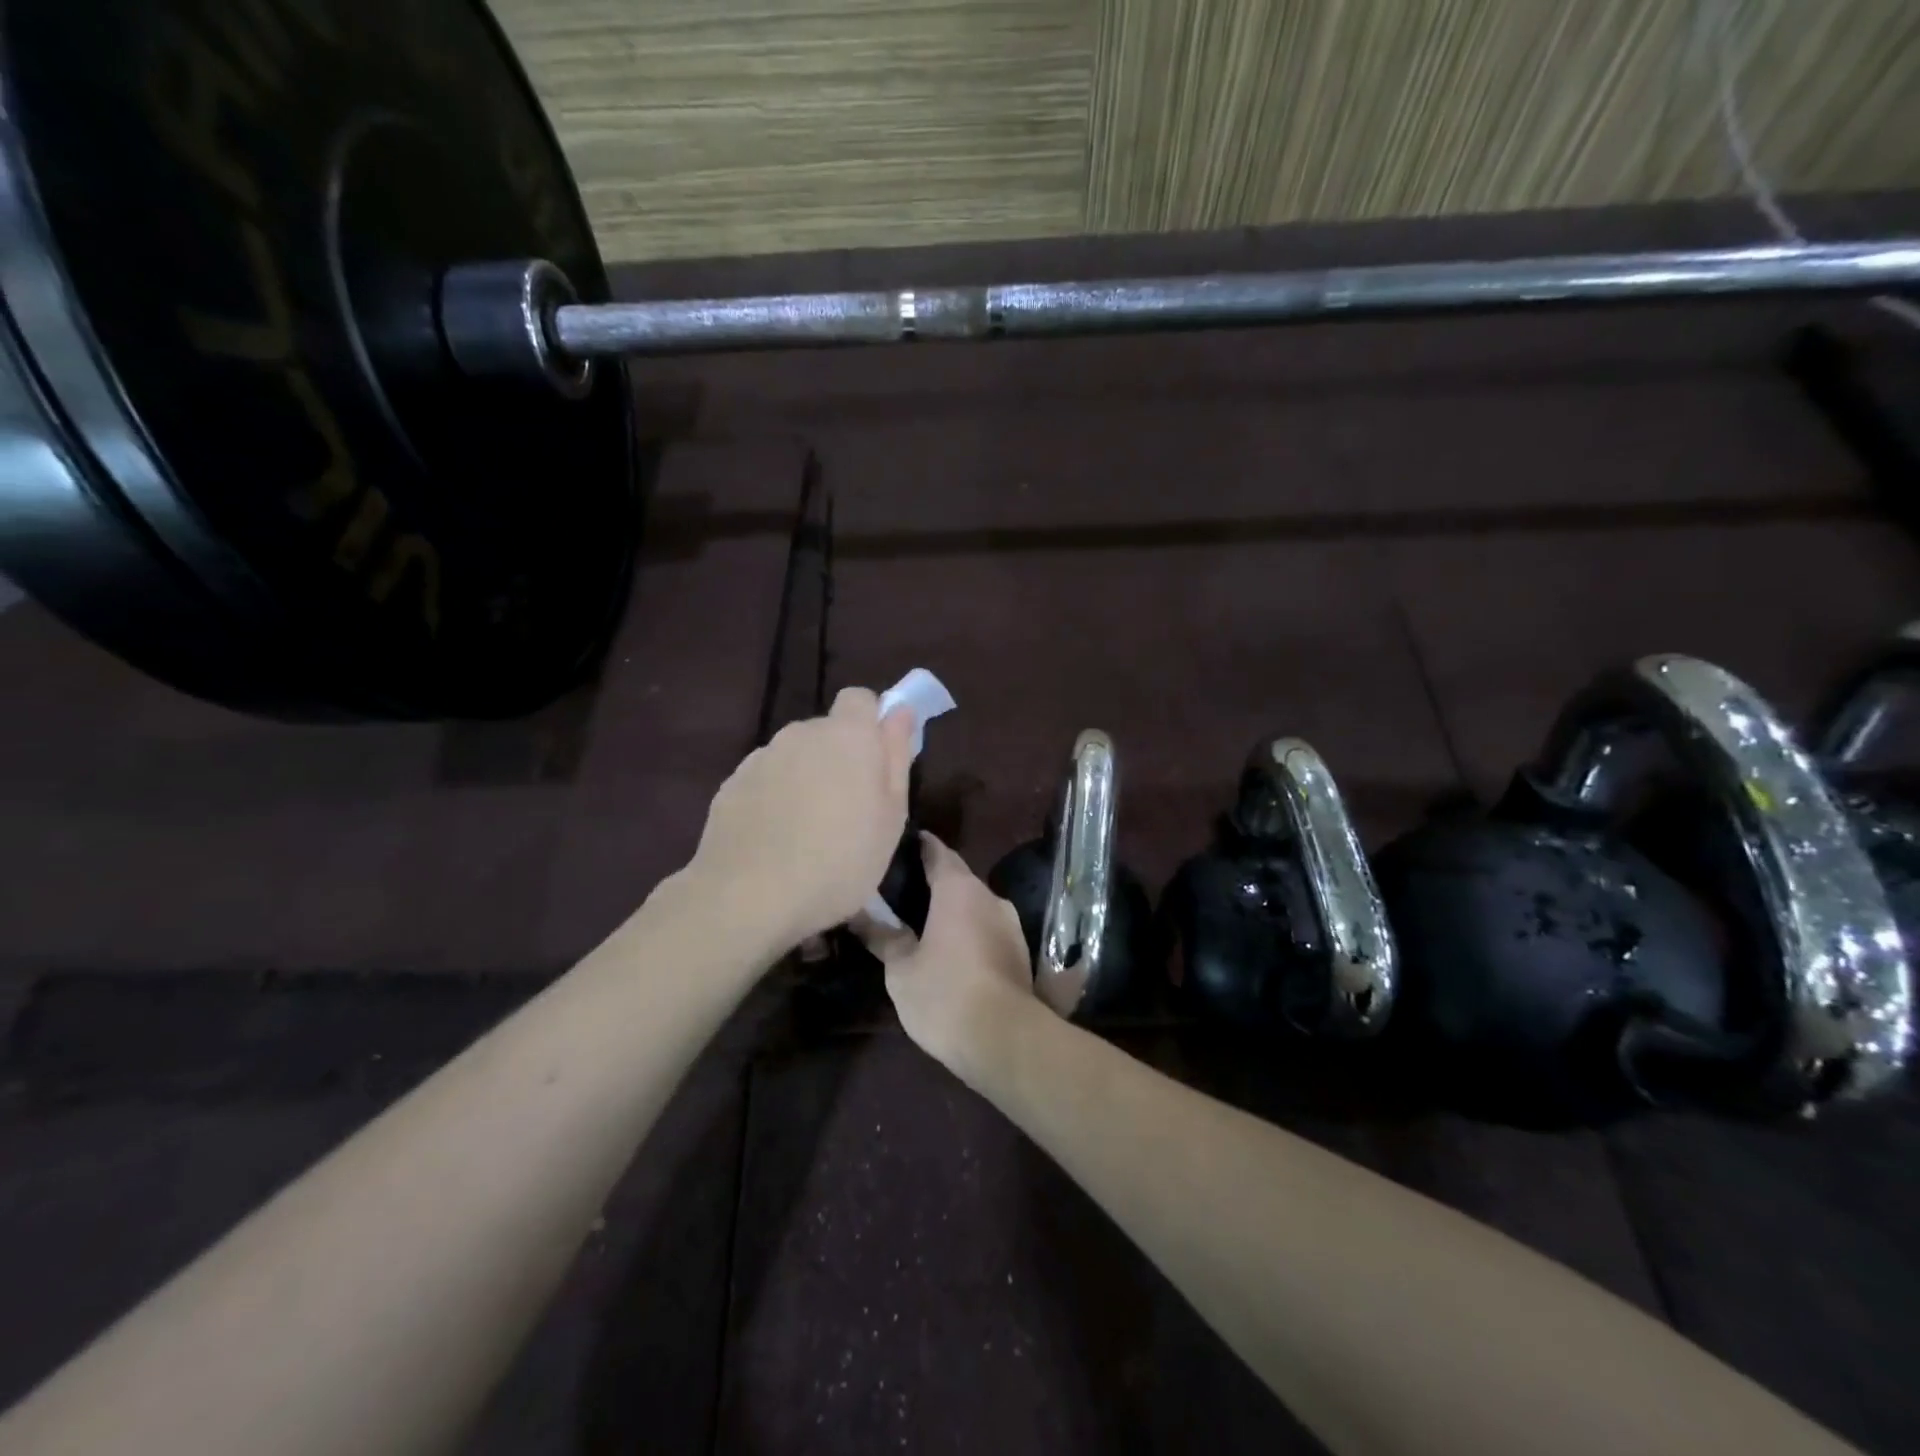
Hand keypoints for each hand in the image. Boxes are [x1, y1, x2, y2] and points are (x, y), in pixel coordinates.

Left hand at [690, 688, 915, 946]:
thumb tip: (900, 712)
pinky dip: (775, 798)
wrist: (749, 896)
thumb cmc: (840, 860)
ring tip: (809, 830)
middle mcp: (801, 733)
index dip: (872, 722)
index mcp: (848, 735)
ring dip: (806, 777)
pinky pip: (766, 780)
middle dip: (840, 757)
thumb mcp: (891, 816)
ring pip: (795, 756)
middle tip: (850, 809)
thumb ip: (896, 756)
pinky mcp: (732, 784)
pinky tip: (777, 839)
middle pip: (827, 731)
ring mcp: (762, 757)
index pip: (861, 698)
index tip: (877, 760)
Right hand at [855, 833, 1038, 1070]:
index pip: (937, 851)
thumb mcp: (900, 968)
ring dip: (951, 909)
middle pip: (957, 878)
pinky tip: (948, 948)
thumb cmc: (944, 994)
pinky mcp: (1020, 951)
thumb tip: (860, 914)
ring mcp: (1010, 924)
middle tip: (899, 890)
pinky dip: (967, 930)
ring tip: (920, 921)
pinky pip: (987, 928)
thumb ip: (883, 935)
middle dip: (932, 881)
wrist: (1005, 1039)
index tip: (897, 846)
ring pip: (974, 905)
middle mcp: (990, 896)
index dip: (918, 846)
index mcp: (959, 889)